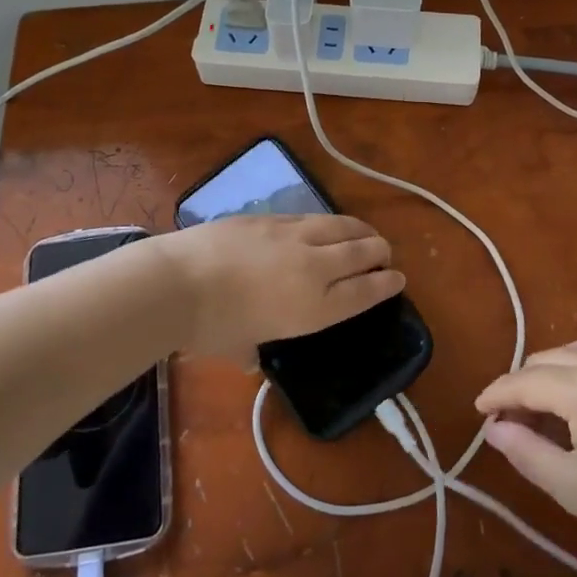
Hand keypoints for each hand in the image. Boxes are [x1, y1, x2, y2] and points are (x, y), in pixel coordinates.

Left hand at [153, 214, 405, 359]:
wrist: (178, 282)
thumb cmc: (210, 327)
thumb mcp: (240, 347)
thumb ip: (253, 351)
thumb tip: (250, 359)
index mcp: (315, 307)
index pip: (364, 292)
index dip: (386, 285)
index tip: (398, 279)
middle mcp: (314, 267)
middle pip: (362, 253)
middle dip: (380, 253)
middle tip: (386, 254)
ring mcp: (293, 236)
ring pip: (341, 227)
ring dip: (360, 230)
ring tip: (367, 234)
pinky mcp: (271, 217)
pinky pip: (310, 217)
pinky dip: (326, 222)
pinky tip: (325, 225)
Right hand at [475, 335, 576, 566]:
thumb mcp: (571, 486)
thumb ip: (524, 451)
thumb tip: (493, 427)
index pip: (523, 382)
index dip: (495, 396)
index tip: (477, 411)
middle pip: (542, 362)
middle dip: (518, 386)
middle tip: (506, 420)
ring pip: (566, 351)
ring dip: (544, 372)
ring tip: (535, 406)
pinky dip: (575, 356)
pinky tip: (572, 377)